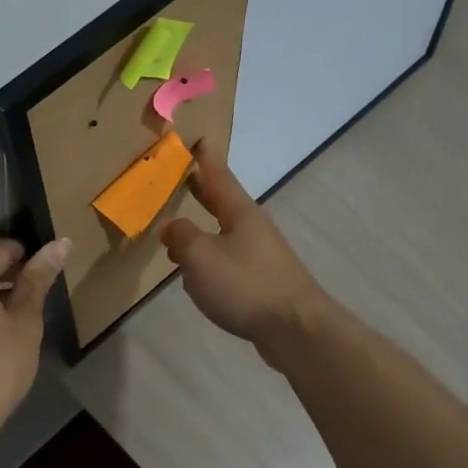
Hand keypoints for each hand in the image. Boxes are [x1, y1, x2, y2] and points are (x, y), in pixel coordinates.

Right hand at [161, 140, 331, 354]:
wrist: (295, 328)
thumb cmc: (245, 285)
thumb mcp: (200, 256)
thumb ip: (182, 237)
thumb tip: (172, 228)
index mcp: (239, 213)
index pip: (218, 177)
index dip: (206, 159)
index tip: (199, 138)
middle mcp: (253, 228)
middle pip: (224, 203)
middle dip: (203, 191)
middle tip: (185, 177)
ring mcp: (261, 256)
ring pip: (225, 234)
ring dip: (204, 229)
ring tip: (181, 231)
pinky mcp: (262, 282)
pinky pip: (229, 262)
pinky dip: (211, 260)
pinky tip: (199, 275)